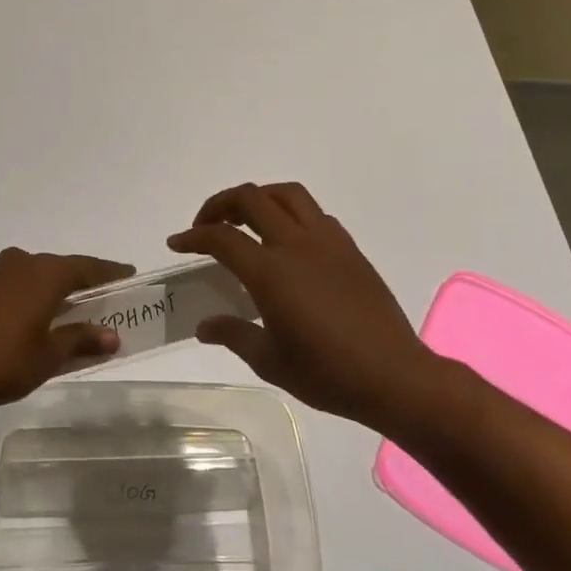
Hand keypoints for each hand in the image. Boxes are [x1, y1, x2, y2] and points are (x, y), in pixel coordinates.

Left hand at [0, 248, 134, 408]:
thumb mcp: (47, 358)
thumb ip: (80, 341)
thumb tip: (112, 336)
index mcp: (44, 274)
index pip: (86, 267)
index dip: (109, 272)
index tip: (127, 275)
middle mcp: (18, 262)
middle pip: (56, 268)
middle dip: (75, 283)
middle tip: (92, 300)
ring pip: (26, 274)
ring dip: (42, 289)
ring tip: (51, 312)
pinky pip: (2, 284)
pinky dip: (15, 296)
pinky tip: (12, 319)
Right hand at [169, 182, 445, 423]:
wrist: (393, 376)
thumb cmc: (326, 373)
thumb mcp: (269, 361)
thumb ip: (233, 334)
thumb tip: (204, 326)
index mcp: (270, 272)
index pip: (221, 238)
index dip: (193, 236)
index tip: (177, 243)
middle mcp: (296, 245)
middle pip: (251, 199)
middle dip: (220, 204)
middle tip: (207, 225)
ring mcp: (327, 242)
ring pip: (287, 195)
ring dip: (259, 198)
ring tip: (246, 220)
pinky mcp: (350, 249)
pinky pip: (314, 214)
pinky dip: (290, 214)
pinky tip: (287, 242)